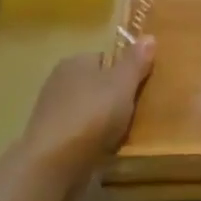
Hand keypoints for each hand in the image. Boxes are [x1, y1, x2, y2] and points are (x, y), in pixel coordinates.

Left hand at [18, 37, 155, 187]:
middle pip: (96, 85)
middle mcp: (59, 81)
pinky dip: (92, 139)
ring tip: (125, 133)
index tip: (141, 88)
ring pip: (89, 110)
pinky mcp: (50, 139)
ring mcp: (52, 112)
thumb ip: (136, 62)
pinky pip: (80, 133)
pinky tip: (105, 149)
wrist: (54, 164)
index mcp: (74, 62)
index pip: (105, 59)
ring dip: (104, 120)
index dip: (125, 72)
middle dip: (114, 97)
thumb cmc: (92, 116)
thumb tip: (149, 36)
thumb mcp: (122, 84)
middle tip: (138, 112)